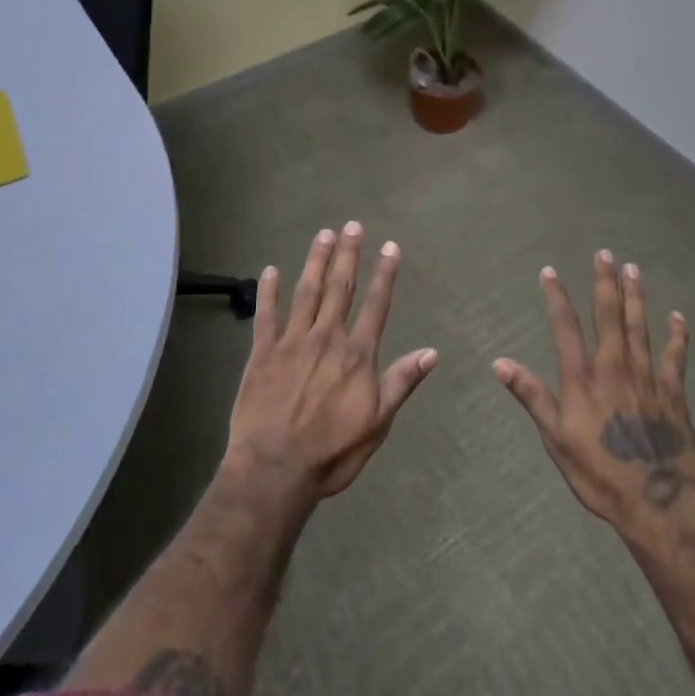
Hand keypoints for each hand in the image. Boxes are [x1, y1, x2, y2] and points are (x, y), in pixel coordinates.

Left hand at [225, 224, 437, 503]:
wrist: (275, 469)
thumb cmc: (332, 452)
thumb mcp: (378, 423)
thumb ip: (401, 382)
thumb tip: (432, 352)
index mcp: (356, 354)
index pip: (376, 305)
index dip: (385, 274)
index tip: (390, 247)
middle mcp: (326, 338)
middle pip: (341, 287)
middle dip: (348, 254)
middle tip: (352, 225)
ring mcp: (292, 342)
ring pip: (306, 291)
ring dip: (316, 261)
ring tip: (323, 234)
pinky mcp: (263, 352)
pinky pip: (266, 315)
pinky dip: (268, 291)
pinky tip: (270, 270)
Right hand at [493, 251, 694, 539]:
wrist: (657, 503)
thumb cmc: (599, 474)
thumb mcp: (556, 439)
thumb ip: (532, 396)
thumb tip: (499, 362)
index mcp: (583, 377)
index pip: (565, 326)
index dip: (556, 296)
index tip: (549, 271)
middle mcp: (614, 366)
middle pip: (609, 315)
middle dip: (605, 282)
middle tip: (605, 253)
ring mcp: (647, 378)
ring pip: (640, 327)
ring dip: (636, 296)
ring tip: (633, 269)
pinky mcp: (673, 394)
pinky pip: (676, 357)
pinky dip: (677, 336)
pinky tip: (678, 317)